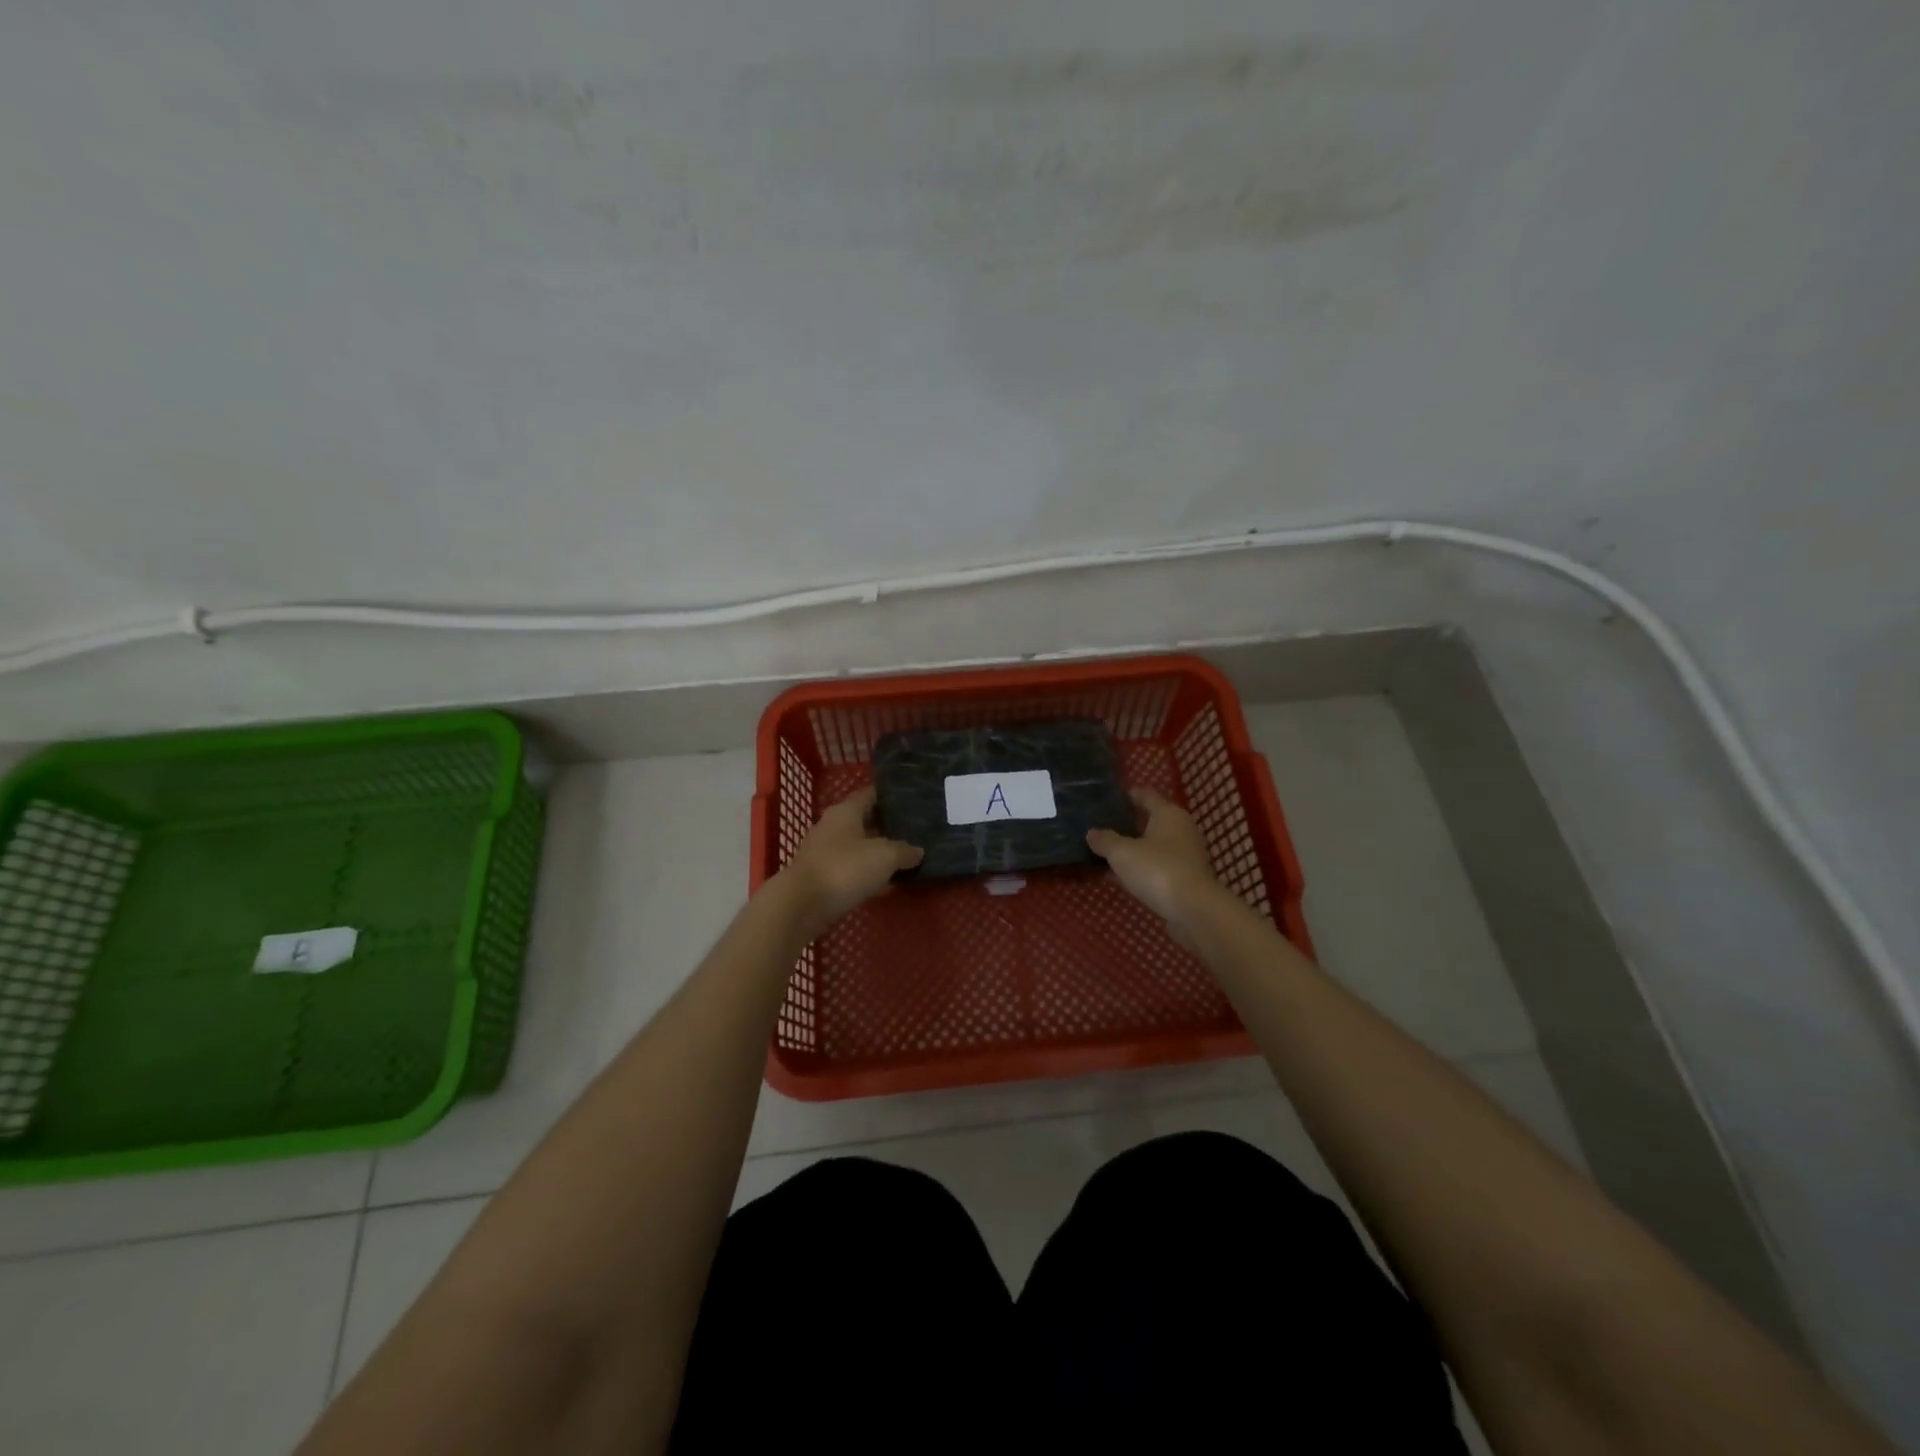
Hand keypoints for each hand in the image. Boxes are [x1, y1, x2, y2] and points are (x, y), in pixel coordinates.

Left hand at [777, 786, 923, 938]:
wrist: (802, 905)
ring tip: (907, 857)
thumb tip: (918, 851)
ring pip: (859, 846)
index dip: (891, 796)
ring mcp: (825, 852)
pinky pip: (852, 869)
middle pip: (866, 820)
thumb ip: (904, 851)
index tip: (912, 801)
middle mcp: (833, 826)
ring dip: (879, 852)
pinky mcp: (823, 877)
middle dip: (889, 826)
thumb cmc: (844, 869)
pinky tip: (888, 883)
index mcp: (846, 811)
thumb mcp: (884, 857)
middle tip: (916, 831)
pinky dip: (869, 874)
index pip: (870, 794)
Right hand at [1087, 789, 1222, 940]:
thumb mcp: (1121, 853)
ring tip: (1108, 852)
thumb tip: (1092, 833)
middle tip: (1103, 826)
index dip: (1128, 795)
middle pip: (1151, 820)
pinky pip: (1158, 866)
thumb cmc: (1157, 870)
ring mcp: (1186, 855)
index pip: (1146, 795)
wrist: (1193, 910)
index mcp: (1168, 814)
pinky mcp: (1186, 878)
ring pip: (1154, 846)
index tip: (1109, 797)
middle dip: (1128, 824)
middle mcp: (1182, 829)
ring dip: (1134, 848)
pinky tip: (1122, 876)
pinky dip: (1142, 868)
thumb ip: (1104, 840)